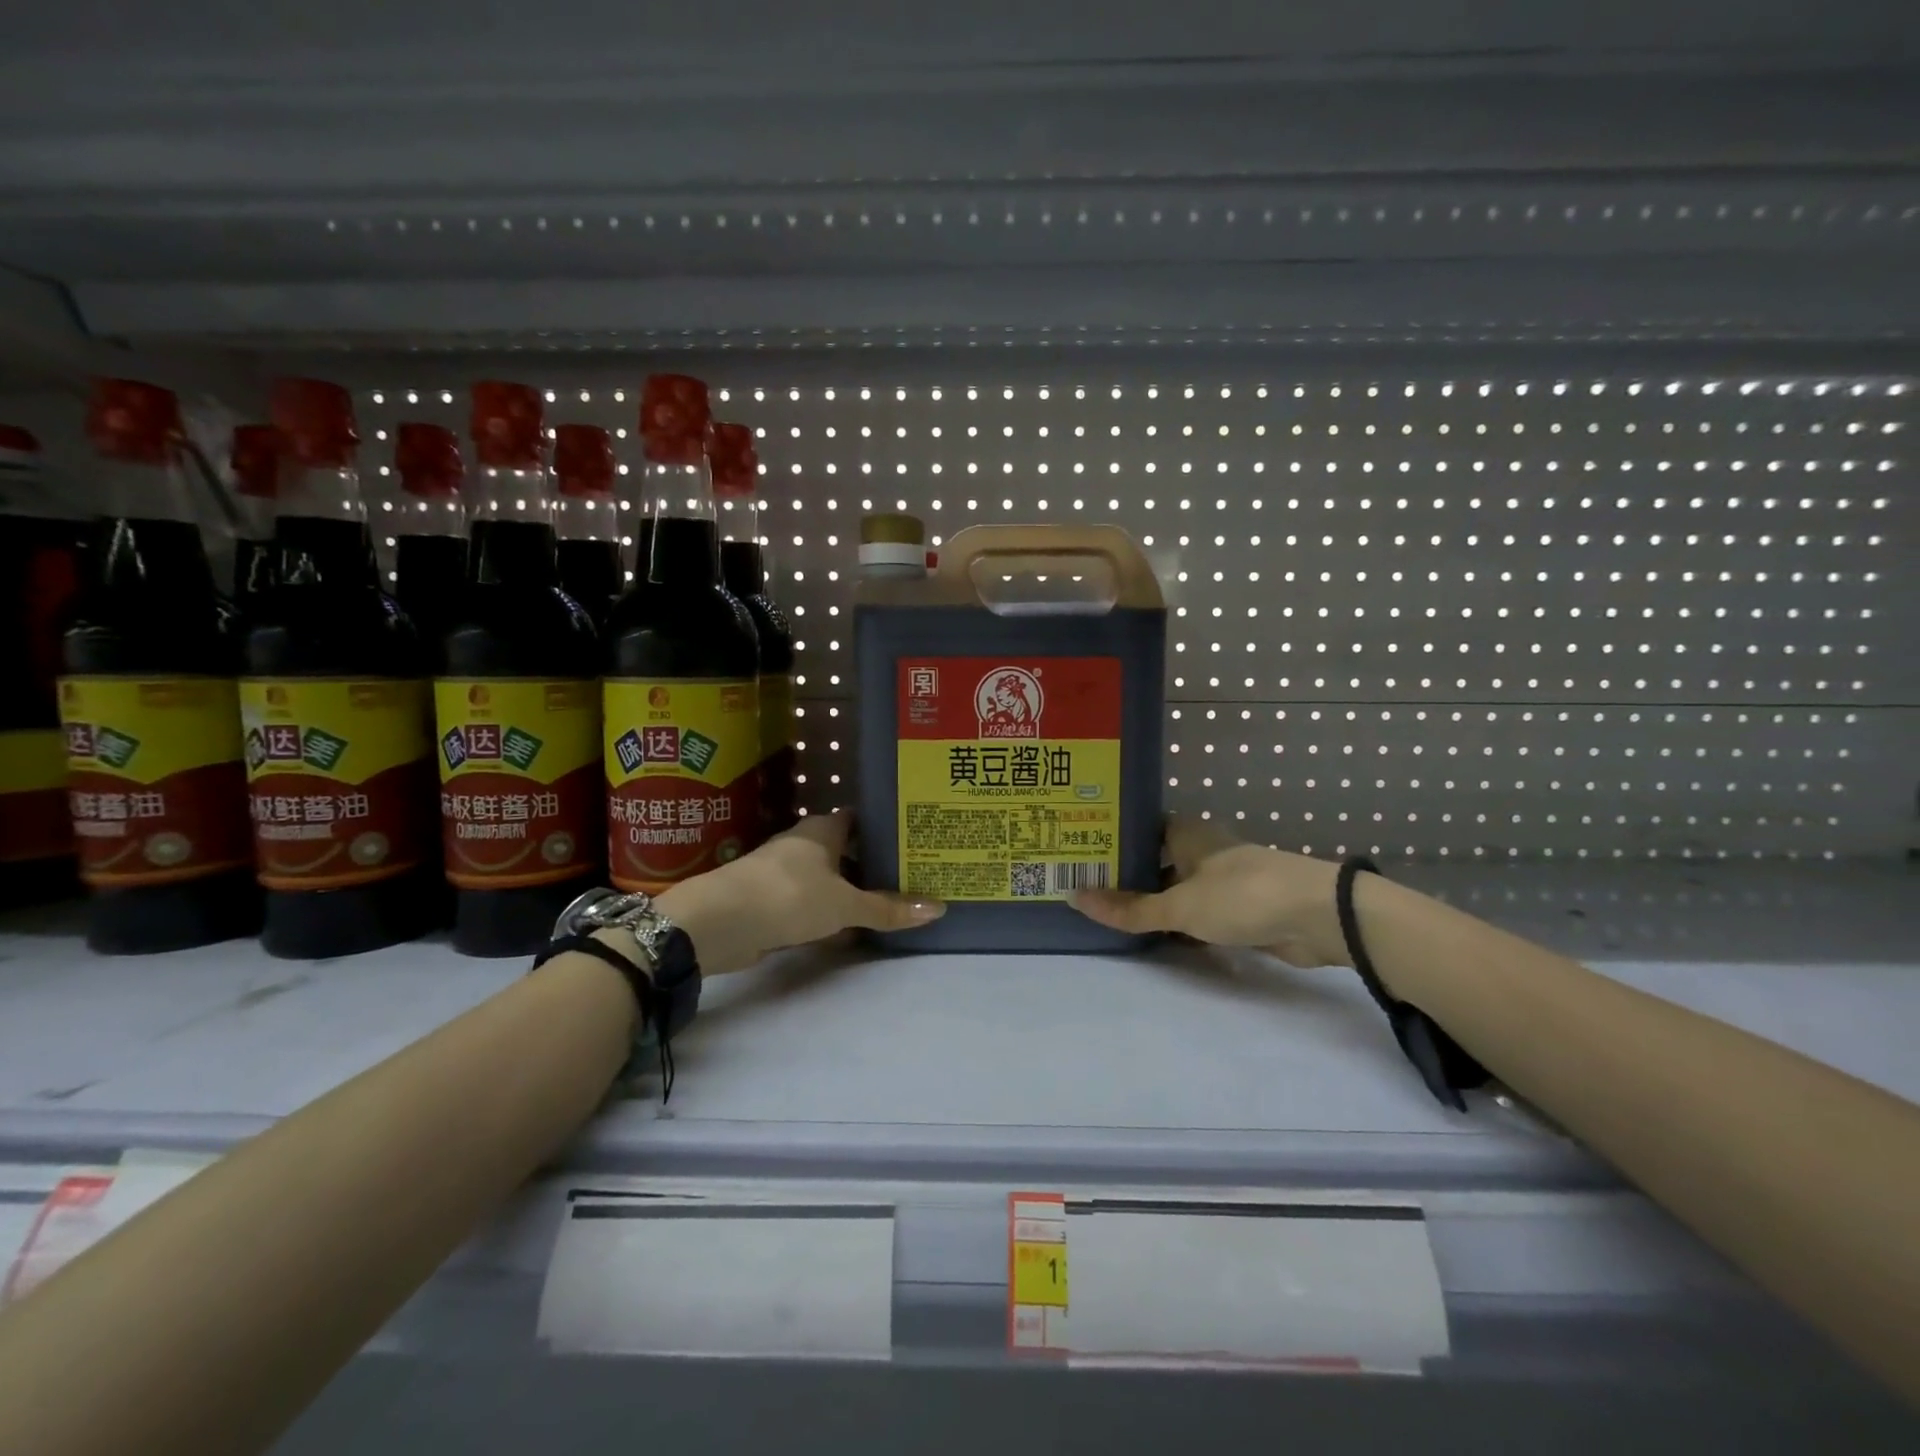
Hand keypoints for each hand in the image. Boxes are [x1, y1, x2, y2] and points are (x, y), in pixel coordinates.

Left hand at [653, 811, 943, 975]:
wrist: (719, 923)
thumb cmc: (788, 896)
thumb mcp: (844, 904)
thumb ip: (887, 908)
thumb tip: (939, 908)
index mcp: (822, 830)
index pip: (859, 818)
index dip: (884, 826)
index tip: (913, 838)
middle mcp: (803, 845)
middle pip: (845, 850)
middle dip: (872, 863)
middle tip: (911, 874)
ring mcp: (784, 873)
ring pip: (828, 879)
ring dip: (851, 891)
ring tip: (889, 903)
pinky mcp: (772, 901)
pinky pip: (812, 904)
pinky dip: (830, 915)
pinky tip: (851, 931)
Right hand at [1068, 813, 1348, 966]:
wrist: (1318, 917)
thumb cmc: (1241, 896)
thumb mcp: (1179, 906)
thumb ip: (1130, 908)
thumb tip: (1073, 898)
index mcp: (1186, 833)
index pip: (1138, 828)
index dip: (1110, 838)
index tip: (1078, 851)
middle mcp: (1201, 849)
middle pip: (1154, 859)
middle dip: (1124, 874)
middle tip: (1082, 885)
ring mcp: (1220, 879)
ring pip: (1173, 887)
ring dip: (1149, 900)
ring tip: (1106, 912)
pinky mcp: (1236, 908)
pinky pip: (1193, 912)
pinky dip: (1174, 922)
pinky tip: (1149, 934)